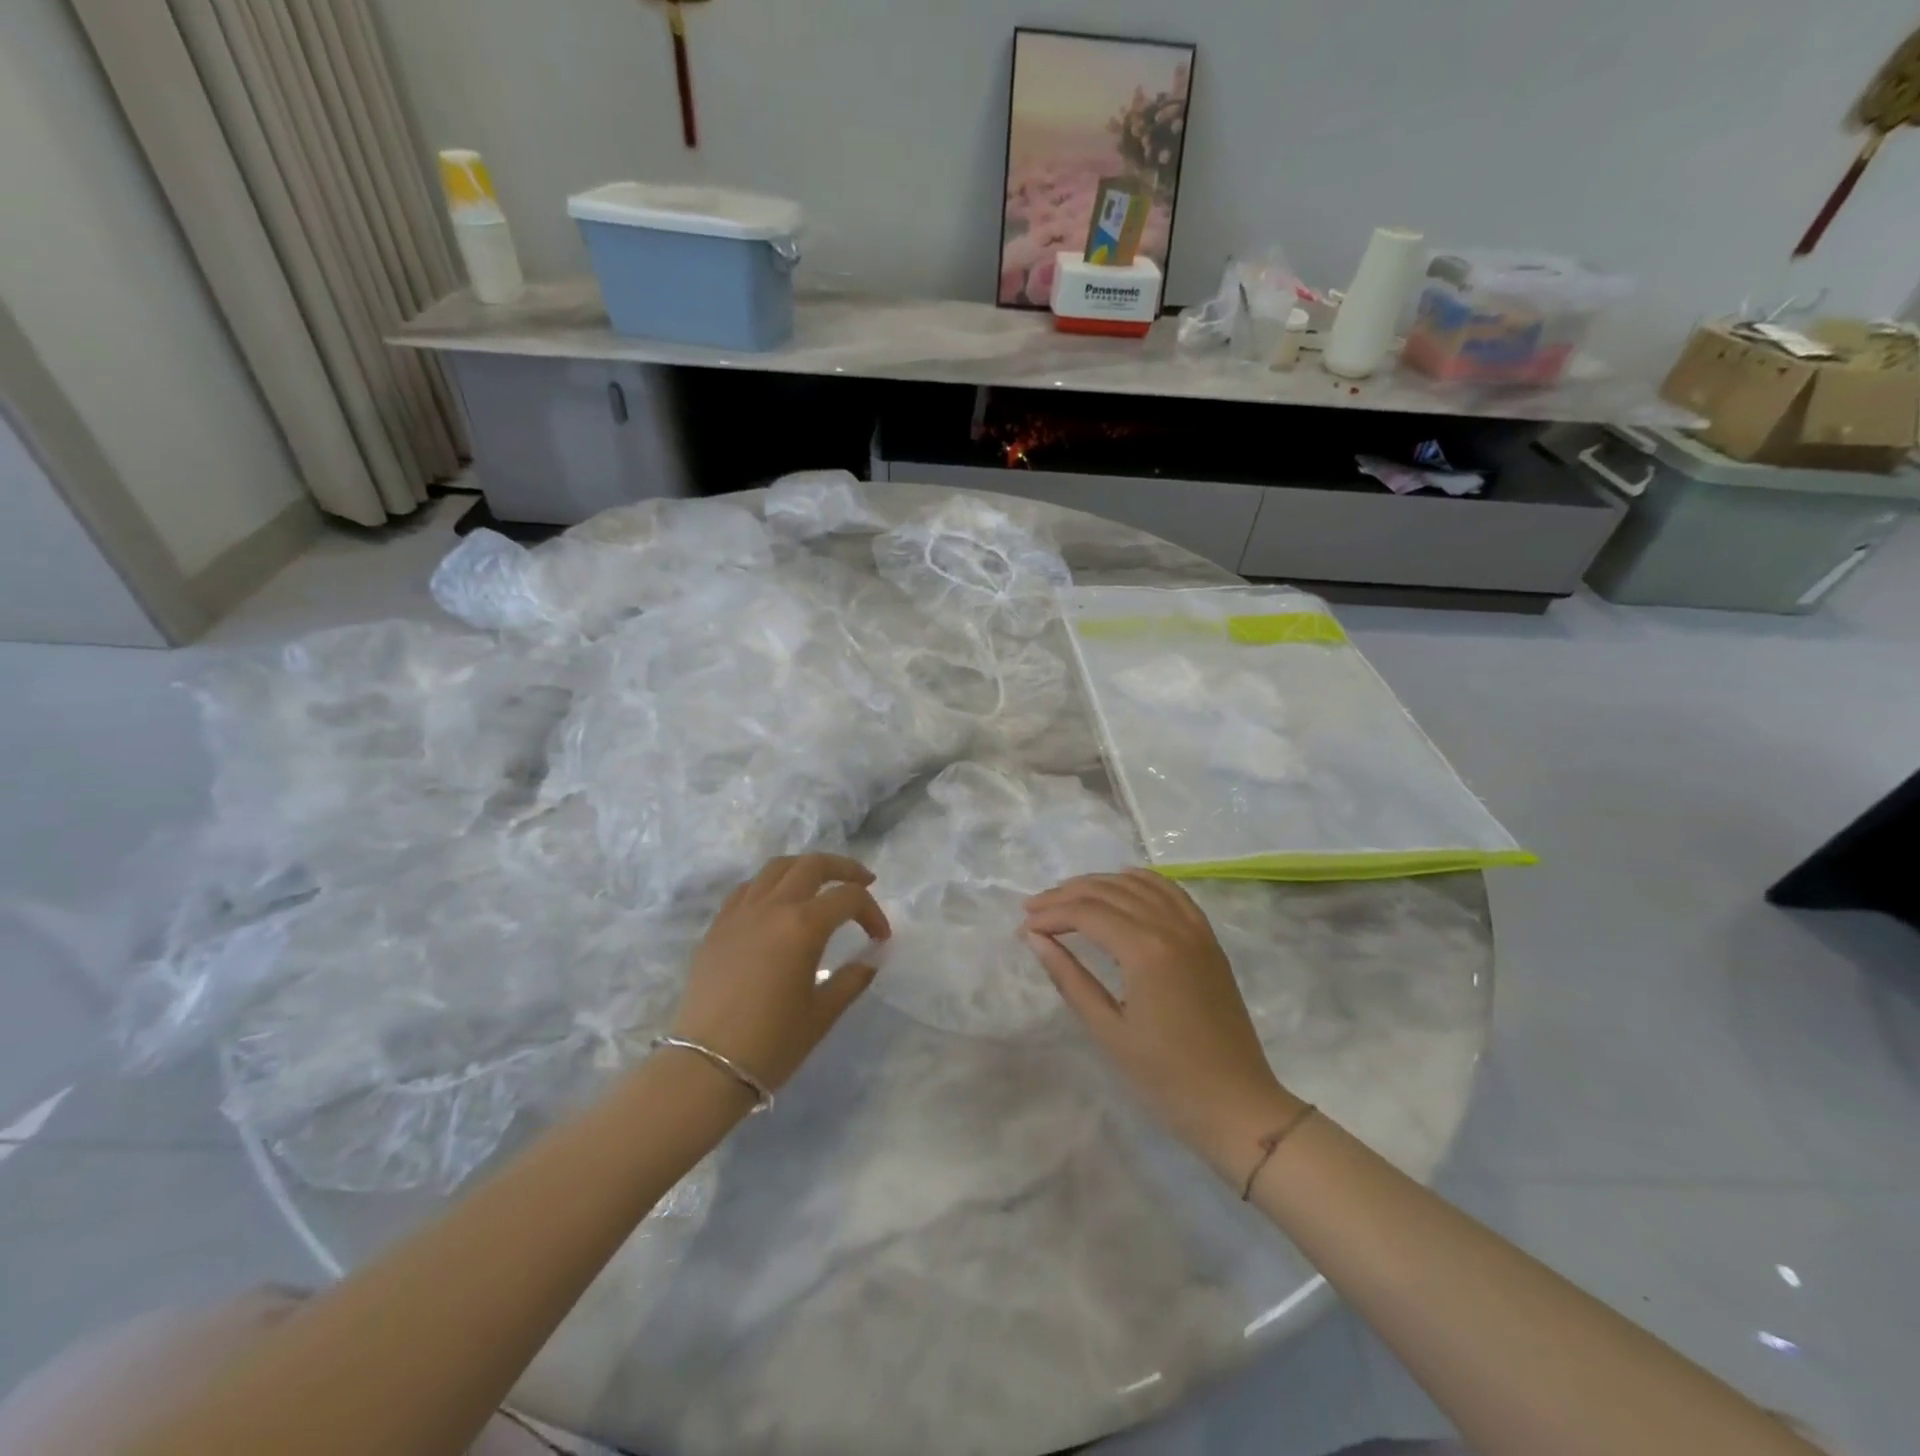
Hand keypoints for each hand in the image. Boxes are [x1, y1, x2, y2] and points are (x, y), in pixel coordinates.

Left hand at [671, 854, 890, 1095]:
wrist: (706, 1067)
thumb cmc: (772, 1043)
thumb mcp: (822, 1013)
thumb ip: (852, 978)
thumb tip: (870, 959)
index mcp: (803, 925)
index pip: (849, 898)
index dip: (872, 912)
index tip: (880, 938)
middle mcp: (772, 907)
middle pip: (812, 865)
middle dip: (843, 868)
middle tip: (862, 881)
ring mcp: (740, 913)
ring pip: (776, 868)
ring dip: (804, 868)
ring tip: (819, 885)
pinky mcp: (717, 927)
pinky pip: (747, 889)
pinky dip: (770, 885)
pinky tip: (776, 905)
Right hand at [1023, 870, 1301, 1184]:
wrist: (1237, 1105)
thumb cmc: (1166, 1078)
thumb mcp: (1108, 1030)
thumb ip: (1069, 977)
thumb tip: (1035, 939)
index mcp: (1146, 950)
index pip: (1087, 913)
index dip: (1051, 915)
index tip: (1023, 927)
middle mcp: (1172, 926)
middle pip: (1109, 892)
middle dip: (1066, 896)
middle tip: (1033, 909)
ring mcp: (1195, 929)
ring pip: (1139, 885)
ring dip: (1099, 885)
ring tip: (1066, 896)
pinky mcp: (1208, 939)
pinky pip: (1172, 893)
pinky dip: (1142, 881)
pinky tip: (1122, 882)